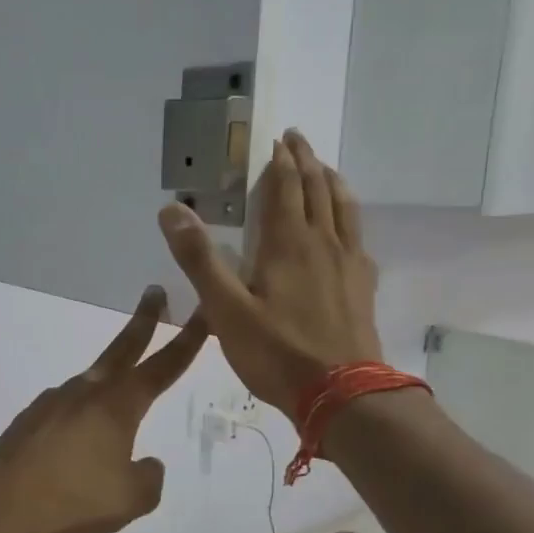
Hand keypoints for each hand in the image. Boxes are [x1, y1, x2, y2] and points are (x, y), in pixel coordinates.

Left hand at [0, 287, 208, 532]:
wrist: (2, 504)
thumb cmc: (75, 499)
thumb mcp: (132, 499)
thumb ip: (150, 477)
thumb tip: (147, 463)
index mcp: (118, 405)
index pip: (163, 366)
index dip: (187, 340)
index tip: (202, 312)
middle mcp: (86, 392)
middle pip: (122, 348)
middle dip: (144, 321)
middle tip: (155, 293)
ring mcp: (53, 401)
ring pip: (90, 383)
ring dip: (108, 380)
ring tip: (114, 411)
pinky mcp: (29, 419)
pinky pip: (64, 410)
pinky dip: (78, 416)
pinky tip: (74, 444)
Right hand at [158, 130, 381, 415]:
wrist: (342, 393)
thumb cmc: (277, 352)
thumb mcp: (225, 309)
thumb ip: (199, 259)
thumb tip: (171, 209)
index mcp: (288, 244)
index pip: (286, 188)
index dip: (281, 162)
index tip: (279, 139)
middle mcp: (323, 244)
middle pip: (318, 191)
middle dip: (307, 162)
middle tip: (299, 141)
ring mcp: (349, 265)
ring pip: (344, 210)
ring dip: (333, 184)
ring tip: (326, 170)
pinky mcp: (362, 288)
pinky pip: (358, 239)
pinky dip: (350, 220)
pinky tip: (347, 232)